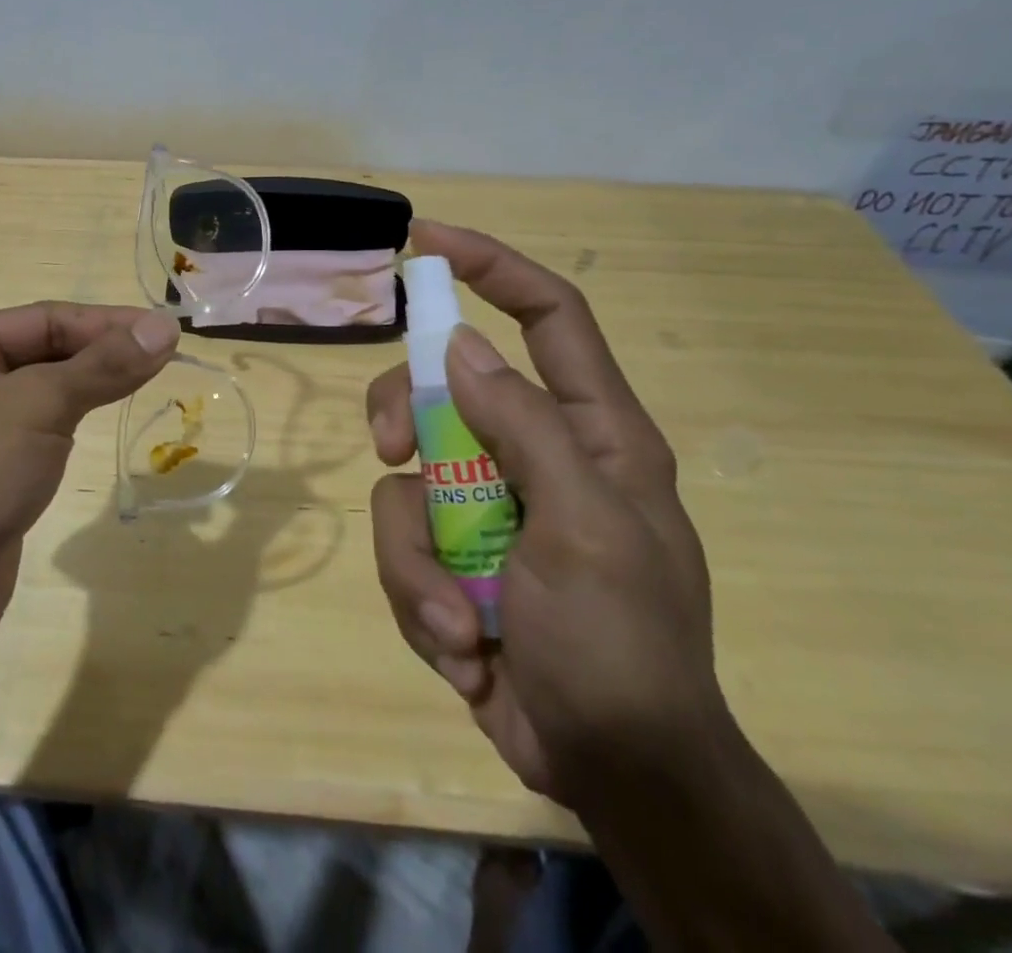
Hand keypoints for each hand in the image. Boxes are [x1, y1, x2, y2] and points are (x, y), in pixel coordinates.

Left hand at [0, 302, 180, 645]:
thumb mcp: (36, 405)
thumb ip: (103, 365)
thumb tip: (165, 326)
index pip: (45, 319)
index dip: (107, 323)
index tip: (165, 332)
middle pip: (44, 351)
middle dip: (100, 353)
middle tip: (164, 358)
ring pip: (43, 392)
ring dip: (90, 385)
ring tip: (145, 380)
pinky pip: (37, 432)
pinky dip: (71, 422)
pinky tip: (103, 418)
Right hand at [368, 221, 724, 812]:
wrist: (609, 770)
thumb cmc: (620, 644)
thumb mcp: (585, 529)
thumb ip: (525, 427)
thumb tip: (460, 345)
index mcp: (590, 431)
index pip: (549, 315)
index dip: (492, 267)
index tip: (426, 242)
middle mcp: (533, 453)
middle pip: (442, 386)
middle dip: (404, 412)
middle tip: (391, 450)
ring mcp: (486, 504)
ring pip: (404, 476)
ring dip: (416, 553)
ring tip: (455, 617)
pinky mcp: (451, 554)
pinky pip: (402, 542)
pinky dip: (417, 595)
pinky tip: (460, 646)